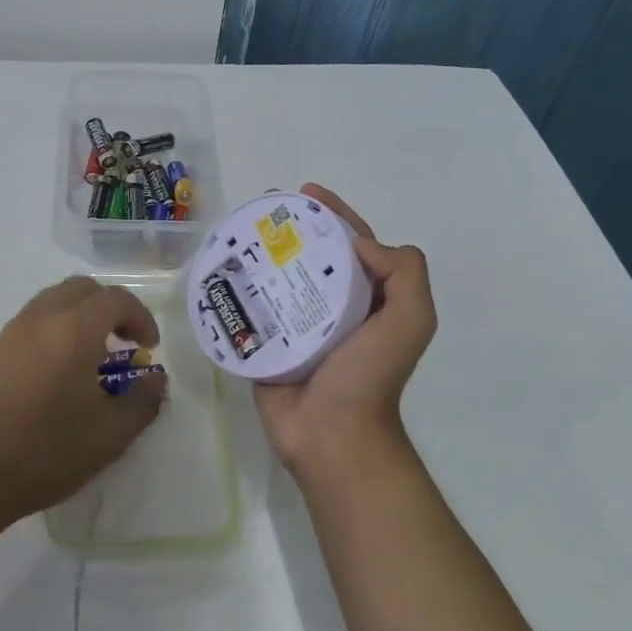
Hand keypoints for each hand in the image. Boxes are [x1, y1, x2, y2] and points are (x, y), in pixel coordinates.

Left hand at [0, 277, 167, 527]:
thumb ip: (143, 401)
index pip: (116, 299)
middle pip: (83, 289)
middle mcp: (41, 318)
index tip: (150, 349)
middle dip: (110, 309)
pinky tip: (61, 374)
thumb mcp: (111, 434)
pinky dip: (57, 330)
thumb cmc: (47, 451)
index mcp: (74, 328)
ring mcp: (12, 333)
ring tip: (94, 359)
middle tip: (124, 343)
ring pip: (54, 301)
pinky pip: (34, 322)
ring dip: (81, 317)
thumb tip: (156, 380)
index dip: (141, 318)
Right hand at [254, 184, 436, 484]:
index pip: (353, 243)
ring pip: (279, 280)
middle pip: (312, 256)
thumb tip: (360, 243)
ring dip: (261, 256)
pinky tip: (220, 271)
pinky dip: (239, 290)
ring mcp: (298, 327)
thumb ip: (404, 274)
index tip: (306, 192)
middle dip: (291, 230)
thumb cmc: (370, 377)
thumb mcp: (410, 321)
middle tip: (262, 210)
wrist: (332, 437)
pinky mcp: (267, 345)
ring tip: (236, 234)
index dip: (335, 214)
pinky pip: (252, 310)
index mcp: (369, 299)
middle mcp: (334, 307)